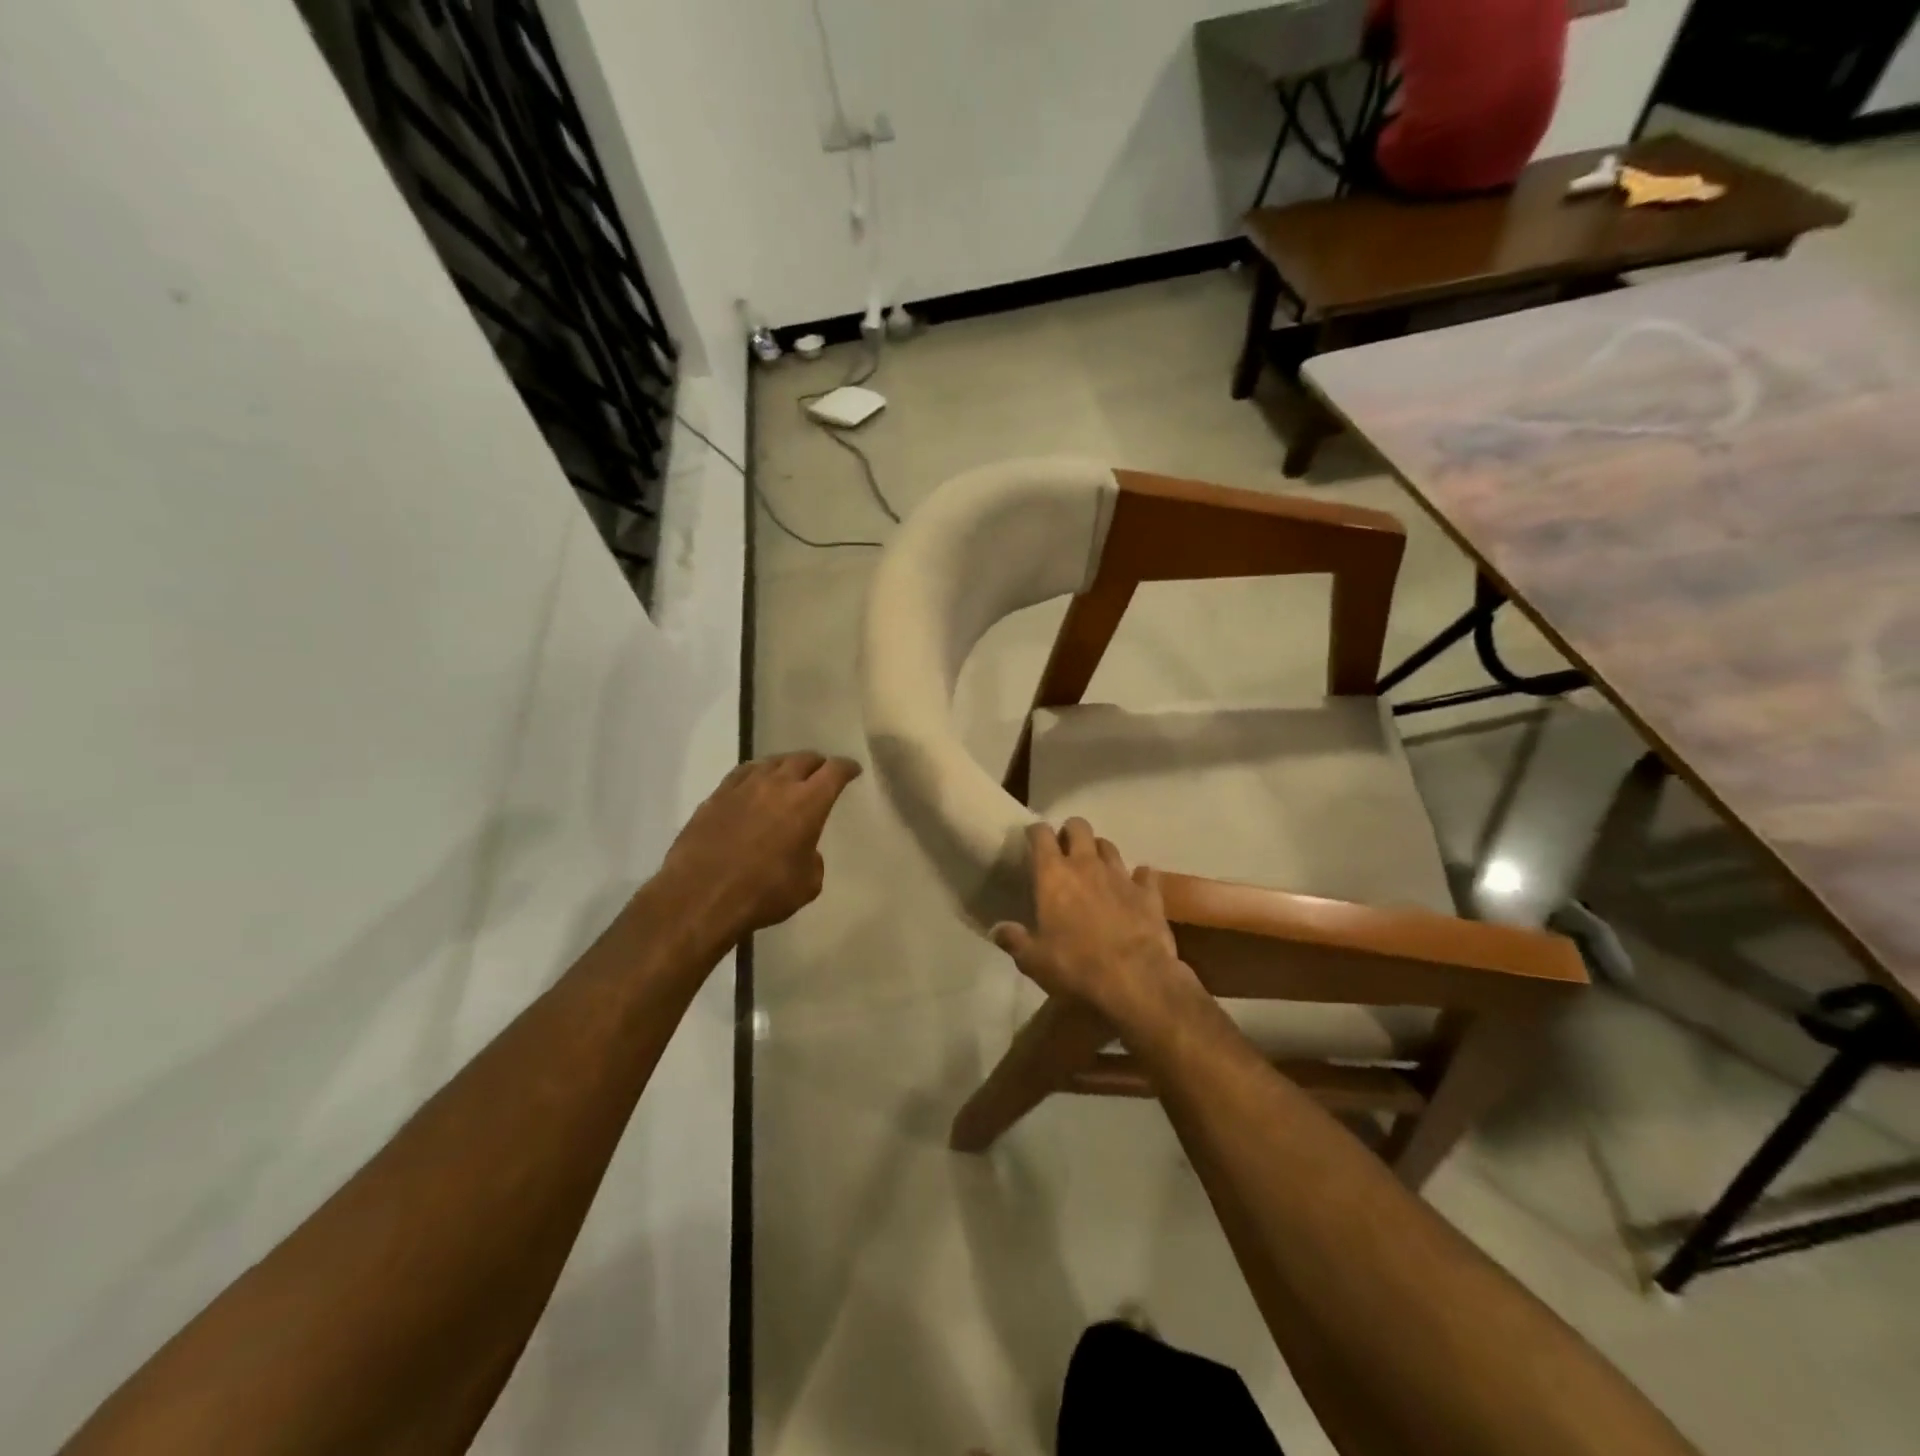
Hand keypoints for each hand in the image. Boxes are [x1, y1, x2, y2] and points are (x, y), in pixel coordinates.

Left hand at [657, 752, 861, 941]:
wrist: (700, 896)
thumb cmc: (762, 893)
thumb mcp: (807, 885)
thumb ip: (812, 860)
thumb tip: (803, 850)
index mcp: (807, 803)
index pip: (834, 771)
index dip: (847, 768)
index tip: (853, 770)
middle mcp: (777, 785)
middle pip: (803, 759)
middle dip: (817, 763)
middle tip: (822, 772)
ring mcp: (743, 787)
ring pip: (771, 762)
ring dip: (786, 765)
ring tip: (789, 774)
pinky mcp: (716, 796)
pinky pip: (743, 773)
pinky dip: (757, 773)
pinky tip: (755, 782)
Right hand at [990, 819, 1201, 1030]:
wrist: (1135, 981)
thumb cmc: (1075, 967)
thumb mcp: (1033, 960)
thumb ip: (1014, 940)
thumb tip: (997, 930)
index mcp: (1054, 875)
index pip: (1041, 835)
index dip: (1035, 831)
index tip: (1031, 837)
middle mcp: (1087, 865)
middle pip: (1079, 827)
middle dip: (1070, 832)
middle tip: (1064, 848)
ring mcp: (1121, 876)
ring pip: (1109, 846)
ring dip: (1099, 851)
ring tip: (1095, 866)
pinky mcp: (1149, 893)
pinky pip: (1144, 874)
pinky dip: (1138, 877)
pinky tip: (1135, 886)